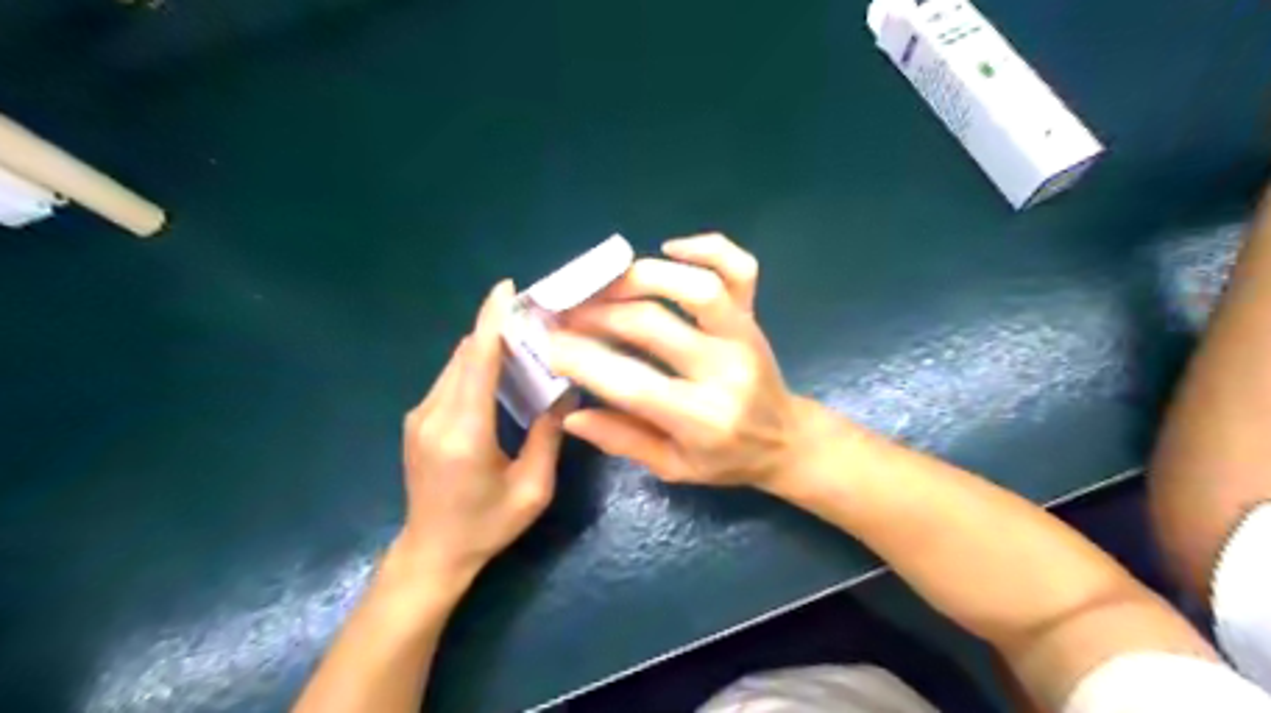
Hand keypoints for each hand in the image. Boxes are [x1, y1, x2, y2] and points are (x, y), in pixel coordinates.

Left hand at [396, 282, 555, 587]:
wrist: (432, 552)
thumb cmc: (487, 526)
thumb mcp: (532, 489)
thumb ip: (548, 436)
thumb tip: (564, 392)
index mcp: (464, 432)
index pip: (477, 361)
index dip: (491, 320)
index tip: (506, 288)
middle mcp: (434, 415)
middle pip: (466, 354)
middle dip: (495, 328)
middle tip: (533, 315)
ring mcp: (420, 416)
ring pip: (456, 364)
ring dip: (486, 345)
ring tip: (522, 337)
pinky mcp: (417, 420)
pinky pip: (450, 379)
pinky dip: (474, 364)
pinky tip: (499, 368)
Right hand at [550, 235, 801, 489]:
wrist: (785, 440)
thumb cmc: (725, 459)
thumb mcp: (672, 468)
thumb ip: (622, 440)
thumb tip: (571, 414)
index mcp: (701, 419)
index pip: (631, 383)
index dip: (582, 359)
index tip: (547, 343)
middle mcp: (724, 370)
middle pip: (652, 325)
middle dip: (596, 314)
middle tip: (564, 311)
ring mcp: (743, 336)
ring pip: (697, 286)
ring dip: (641, 276)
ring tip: (604, 283)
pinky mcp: (754, 315)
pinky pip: (739, 268)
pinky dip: (706, 248)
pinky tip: (670, 248)